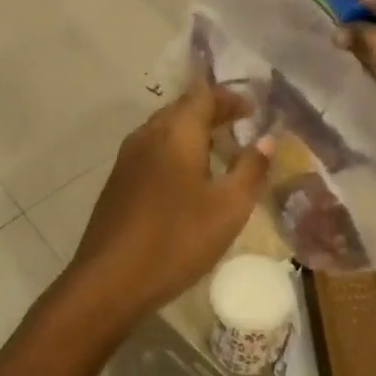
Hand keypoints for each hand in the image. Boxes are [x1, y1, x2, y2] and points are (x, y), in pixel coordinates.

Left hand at [63, 79, 272, 333]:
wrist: (109, 280)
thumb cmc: (177, 239)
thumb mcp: (229, 207)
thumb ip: (251, 169)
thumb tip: (266, 139)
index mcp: (176, 132)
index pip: (205, 95)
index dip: (231, 97)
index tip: (254, 110)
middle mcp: (148, 134)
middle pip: (183, 108)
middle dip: (213, 111)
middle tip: (240, 125)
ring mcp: (128, 157)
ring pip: (165, 129)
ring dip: (193, 131)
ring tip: (219, 150)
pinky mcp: (118, 181)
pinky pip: (153, 149)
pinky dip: (176, 150)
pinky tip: (188, 177)